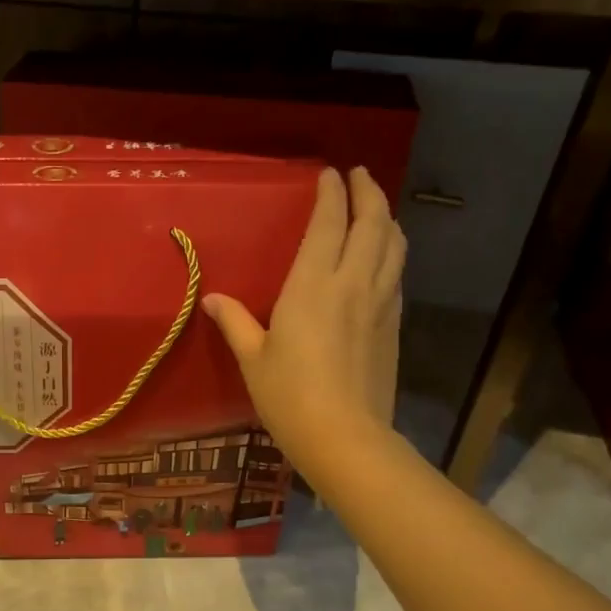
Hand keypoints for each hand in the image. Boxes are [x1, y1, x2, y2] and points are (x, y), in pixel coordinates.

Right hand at [203, 167, 403, 469]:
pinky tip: (384, 260)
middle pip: (373, 223)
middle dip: (368, 193)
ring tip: (377, 209)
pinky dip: (392, 254)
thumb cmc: (289, 397)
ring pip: (394, 246)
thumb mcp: (253, 360)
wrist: (346, 437)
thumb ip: (235, 323)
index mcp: (313, 285)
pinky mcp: (394, 326)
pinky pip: (397, 275)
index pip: (329, 224)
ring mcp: (380, 304)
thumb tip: (212, 299)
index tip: (330, 174)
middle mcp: (353, 284)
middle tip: (360, 176)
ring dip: (387, 219)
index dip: (332, 194)